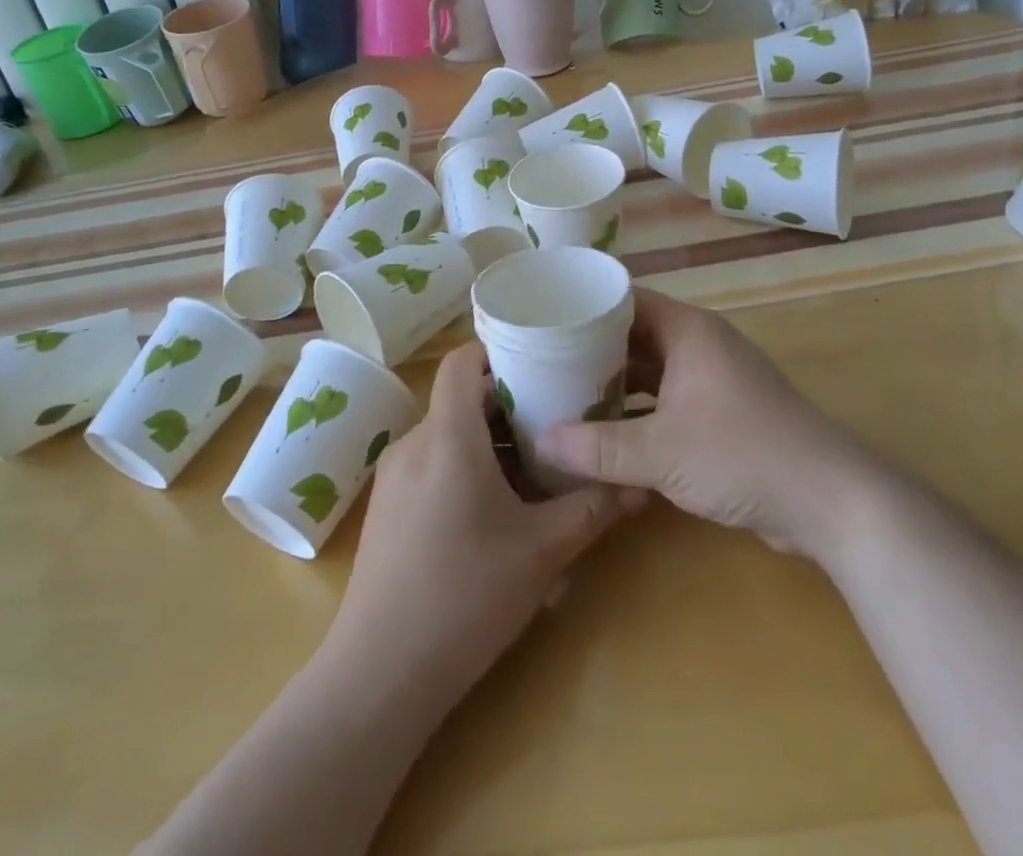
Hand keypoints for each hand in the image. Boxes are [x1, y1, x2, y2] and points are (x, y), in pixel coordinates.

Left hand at [324, 341, 644, 702]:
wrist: (381, 673)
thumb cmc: (465, 596)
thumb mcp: (542, 551)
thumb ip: (593, 510)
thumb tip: (641, 486)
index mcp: (447, 435)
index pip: (461, 360)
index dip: (497, 349)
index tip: (540, 358)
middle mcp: (414, 442)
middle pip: (461, 397)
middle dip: (508, 402)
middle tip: (556, 416)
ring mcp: (394, 475)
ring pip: (447, 433)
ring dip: (489, 438)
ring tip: (534, 464)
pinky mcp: (387, 506)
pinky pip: (430, 462)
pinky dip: (464, 464)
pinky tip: (494, 507)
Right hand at [536, 288, 880, 563]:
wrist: (830, 503)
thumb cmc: (742, 455)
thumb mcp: (661, 452)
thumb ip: (598, 447)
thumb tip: (541, 440)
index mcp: (688, 331)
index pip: (625, 299)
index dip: (585, 305)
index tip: (543, 317)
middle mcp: (699, 345)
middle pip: (634, 335)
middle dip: (591, 348)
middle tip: (542, 360)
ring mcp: (713, 380)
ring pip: (650, 370)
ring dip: (613, 383)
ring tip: (563, 394)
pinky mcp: (722, 415)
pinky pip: (667, 399)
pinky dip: (637, 410)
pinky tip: (605, 430)